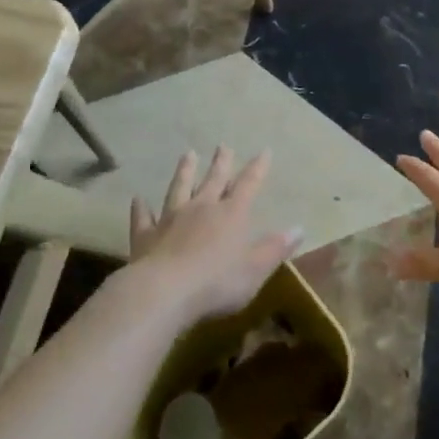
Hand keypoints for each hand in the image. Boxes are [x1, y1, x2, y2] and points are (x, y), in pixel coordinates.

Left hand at [128, 148, 302, 324]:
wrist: (164, 292)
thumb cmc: (217, 282)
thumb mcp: (255, 268)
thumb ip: (275, 248)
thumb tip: (300, 227)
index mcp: (231, 214)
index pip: (248, 185)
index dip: (257, 168)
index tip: (264, 150)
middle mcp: (201, 208)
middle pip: (213, 180)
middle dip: (220, 163)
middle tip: (223, 146)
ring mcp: (170, 219)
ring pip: (179, 189)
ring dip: (184, 172)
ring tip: (188, 154)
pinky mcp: (146, 236)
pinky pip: (143, 218)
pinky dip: (141, 209)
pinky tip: (138, 199)